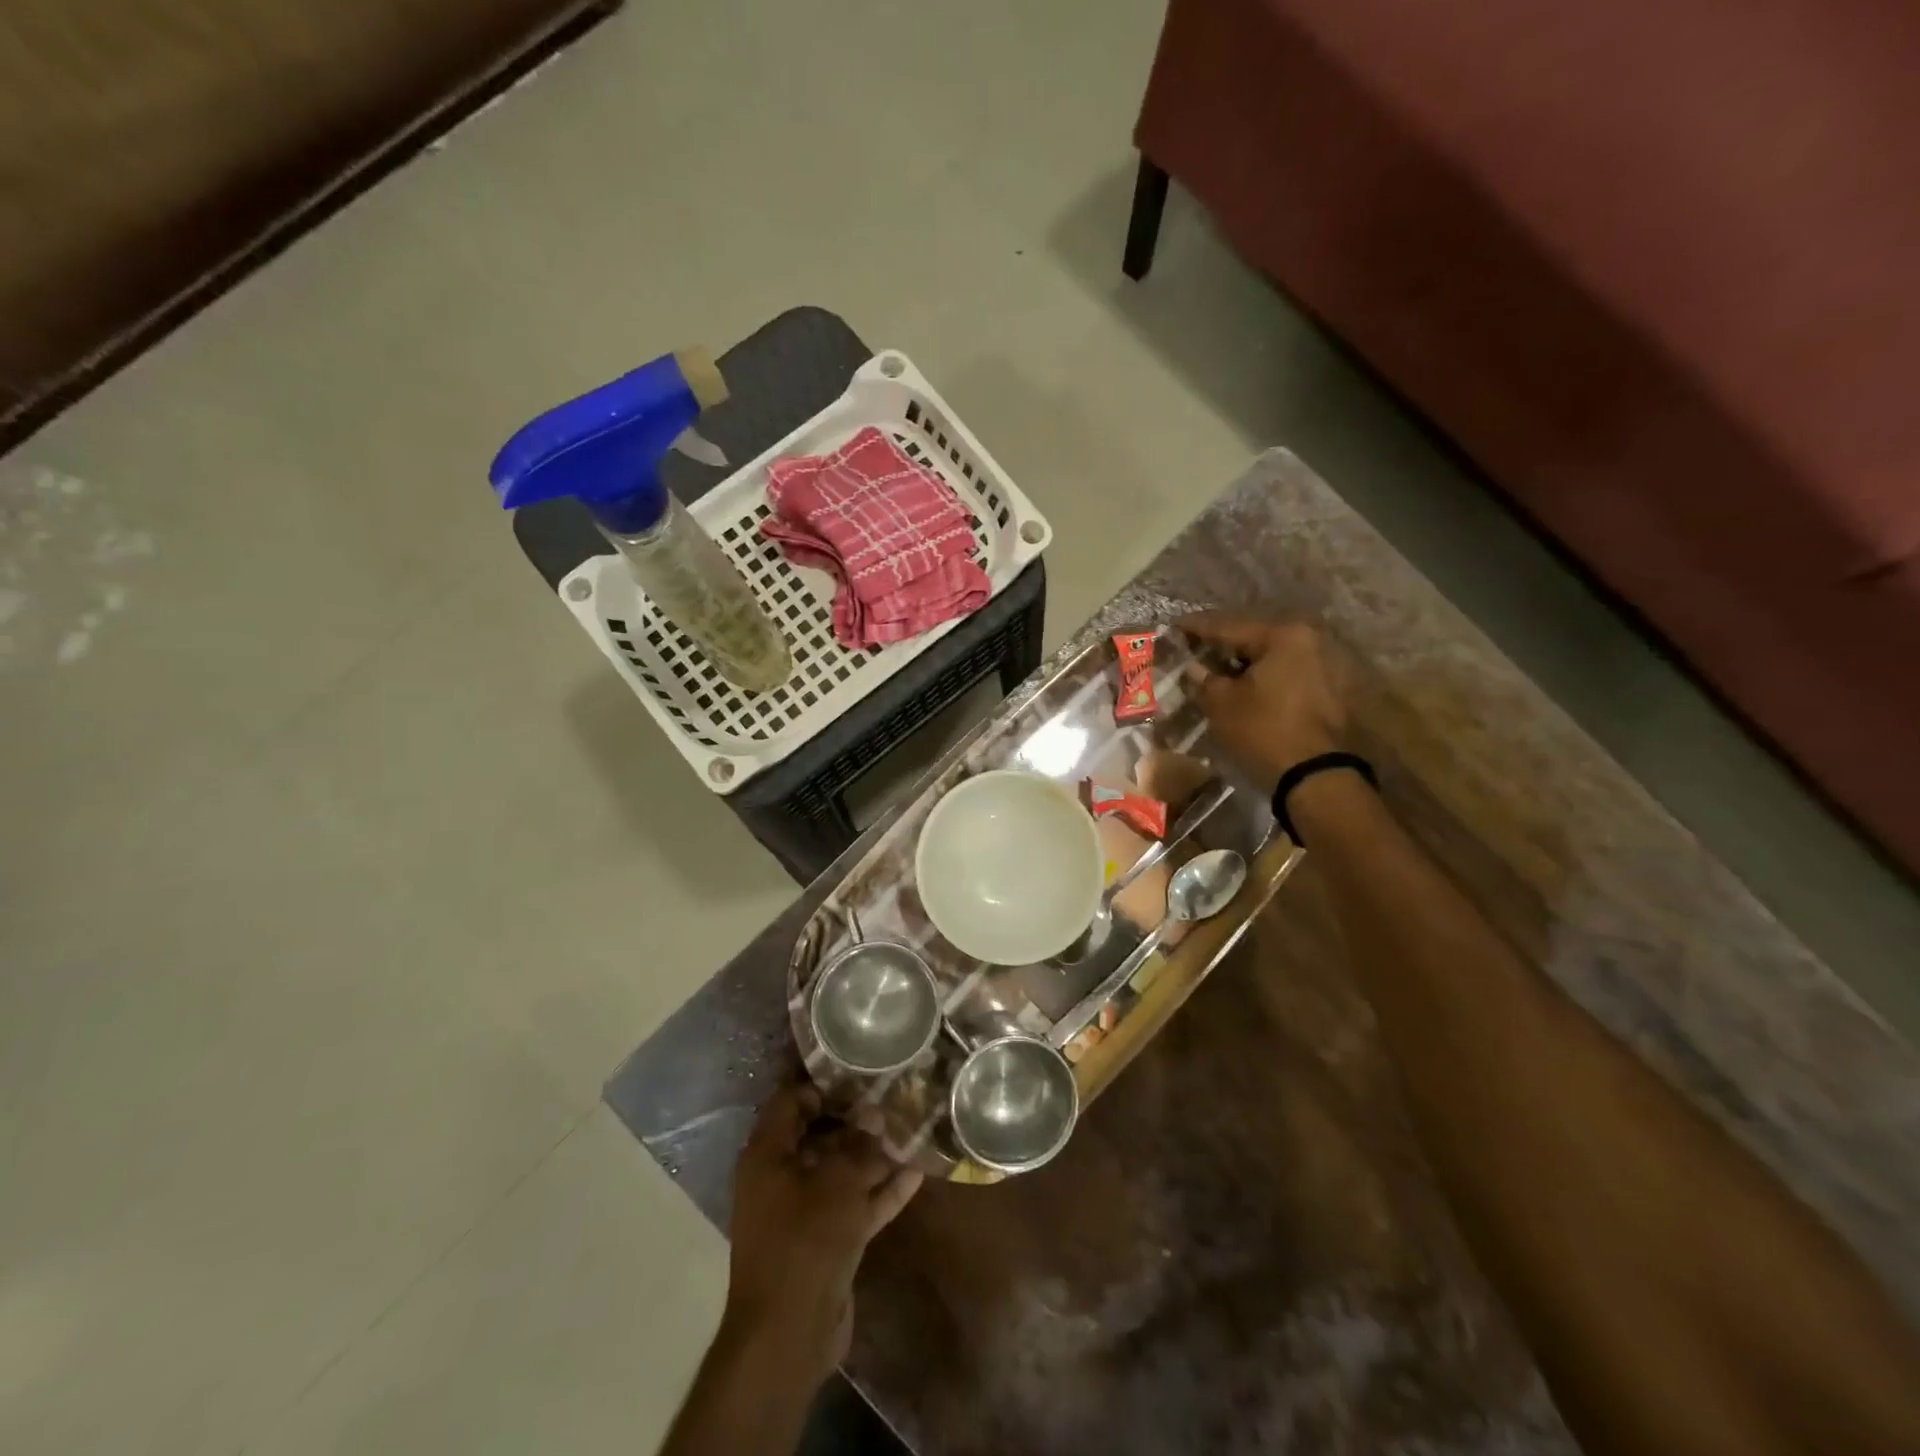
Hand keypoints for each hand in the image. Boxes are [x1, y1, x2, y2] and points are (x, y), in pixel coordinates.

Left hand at [724, 1083, 923, 1379]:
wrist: (789, 1336)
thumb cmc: (804, 1243)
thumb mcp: (836, 1184)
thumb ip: (858, 1144)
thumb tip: (875, 1112)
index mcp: (767, 1156)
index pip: (790, 1102)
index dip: (823, 1085)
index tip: (860, 1074)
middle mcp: (781, 1177)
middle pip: (819, 1135)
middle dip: (856, 1119)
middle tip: (894, 1097)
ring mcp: (803, 1211)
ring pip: (840, 1171)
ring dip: (873, 1155)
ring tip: (910, 1129)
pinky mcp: (825, 1240)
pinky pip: (853, 1203)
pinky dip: (879, 1190)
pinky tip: (915, 1172)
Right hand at [1178, 613, 1352, 789]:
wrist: (1318, 777)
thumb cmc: (1265, 732)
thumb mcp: (1222, 705)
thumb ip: (1203, 680)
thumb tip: (1193, 667)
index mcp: (1284, 635)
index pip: (1229, 625)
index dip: (1197, 627)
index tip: (1173, 625)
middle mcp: (1313, 638)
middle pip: (1256, 635)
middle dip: (1224, 642)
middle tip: (1195, 645)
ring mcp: (1329, 661)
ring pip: (1275, 653)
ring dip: (1246, 660)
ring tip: (1219, 666)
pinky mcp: (1335, 686)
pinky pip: (1290, 670)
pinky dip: (1266, 674)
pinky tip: (1247, 684)